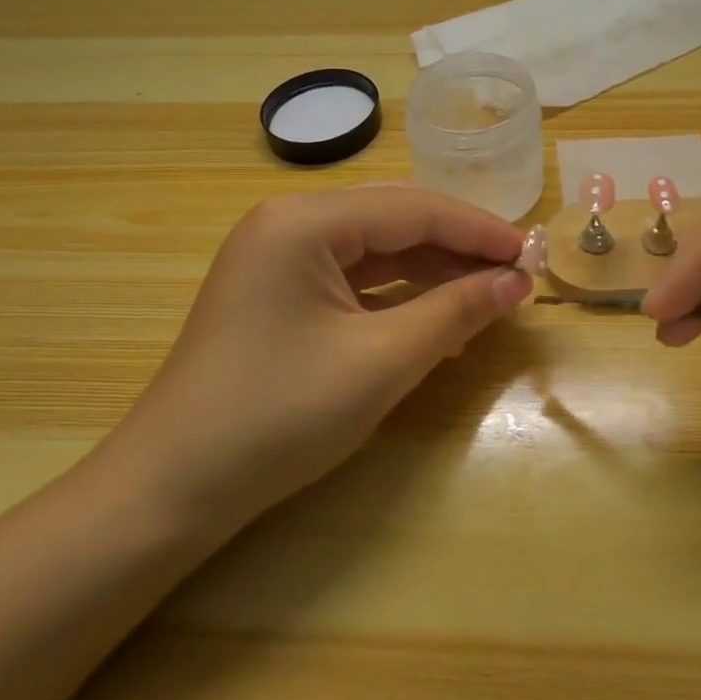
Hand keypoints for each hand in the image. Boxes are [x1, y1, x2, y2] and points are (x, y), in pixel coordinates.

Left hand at [94, 186, 529, 536]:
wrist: (170, 491)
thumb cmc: (277, 417)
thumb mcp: (380, 362)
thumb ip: (454, 312)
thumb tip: (515, 282)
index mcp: (304, 220)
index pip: (412, 209)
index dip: (477, 230)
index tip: (530, 254)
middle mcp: (289, 222)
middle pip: (394, 218)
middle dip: (457, 245)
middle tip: (513, 272)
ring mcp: (278, 255)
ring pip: (375, 246)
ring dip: (431, 269)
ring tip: (486, 294)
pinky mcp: (277, 289)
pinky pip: (352, 275)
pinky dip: (398, 292)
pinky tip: (435, 313)